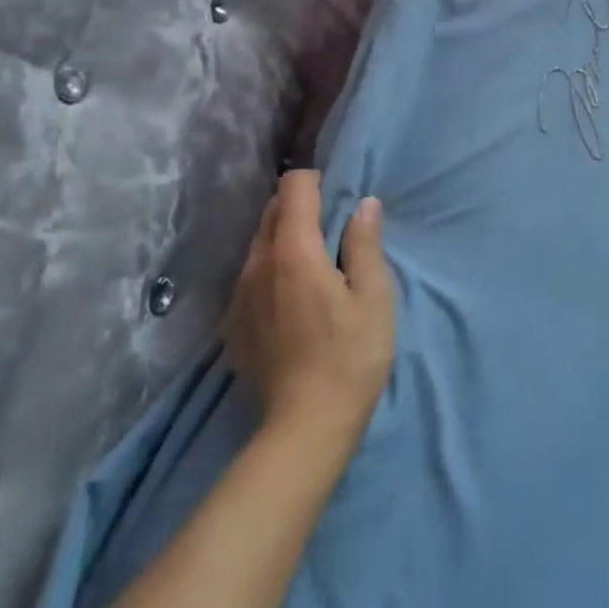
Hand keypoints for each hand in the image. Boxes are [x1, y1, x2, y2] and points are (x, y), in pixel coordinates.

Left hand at [221, 171, 395, 442]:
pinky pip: (251, 275)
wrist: (305, 426)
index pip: (293, 188)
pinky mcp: (233, 322)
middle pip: (272, 212)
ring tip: (316, 264)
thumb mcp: (374, 297)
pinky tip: (294, 299)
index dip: (315, 181)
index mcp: (294, 252)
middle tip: (334, 229)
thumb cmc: (351, 356)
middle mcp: (257, 264)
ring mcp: (239, 294)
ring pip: (259, 244)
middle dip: (300, 207)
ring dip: (285, 238)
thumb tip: (364, 204)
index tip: (338, 197)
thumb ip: (365, 244)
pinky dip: (272, 269)